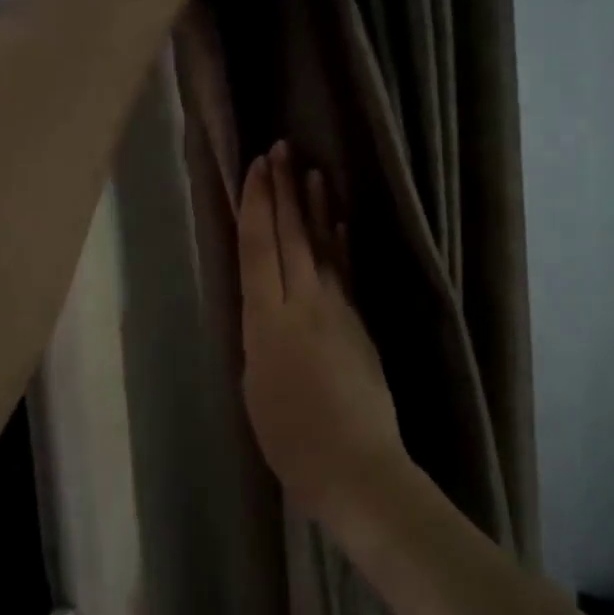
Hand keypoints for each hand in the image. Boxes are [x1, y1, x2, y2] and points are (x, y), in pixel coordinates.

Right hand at [237, 142, 408, 520]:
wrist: (355, 466)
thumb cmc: (290, 438)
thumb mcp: (254, 385)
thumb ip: (258, 337)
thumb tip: (263, 307)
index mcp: (266, 321)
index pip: (259, 248)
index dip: (258, 204)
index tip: (257, 167)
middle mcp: (302, 303)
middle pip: (290, 236)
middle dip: (283, 190)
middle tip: (280, 148)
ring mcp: (336, 309)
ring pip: (321, 246)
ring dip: (314, 206)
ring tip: (310, 170)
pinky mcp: (359, 322)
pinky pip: (345, 271)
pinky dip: (340, 242)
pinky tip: (339, 221)